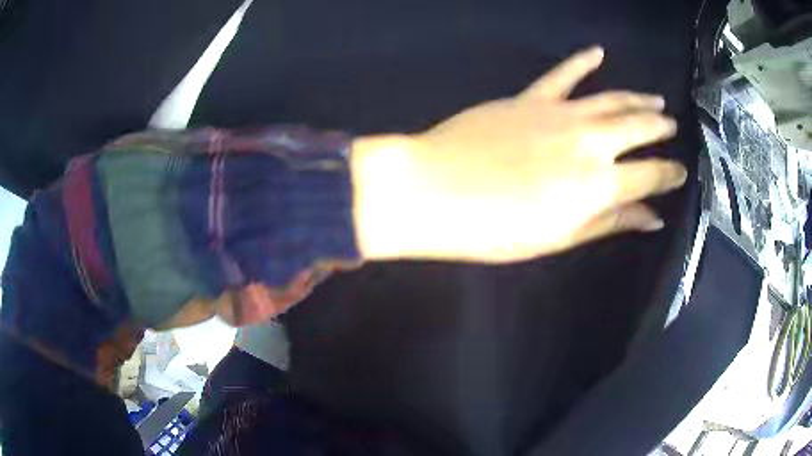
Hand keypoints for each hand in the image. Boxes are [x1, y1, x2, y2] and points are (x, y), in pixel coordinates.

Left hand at [353, 47, 686, 262]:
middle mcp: (589, 142)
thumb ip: (609, 221)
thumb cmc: (495, 229)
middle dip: (660, 129)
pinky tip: (598, 52)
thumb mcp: (560, 236)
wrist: (433, 191)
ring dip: (637, 99)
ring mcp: (559, 113)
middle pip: (638, 129)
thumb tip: (650, 218)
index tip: (682, 172)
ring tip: (656, 100)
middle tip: (672, 128)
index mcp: (599, 184)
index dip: (670, 174)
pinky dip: (582, 62)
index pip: (651, 175)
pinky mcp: (530, 98)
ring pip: (611, 100)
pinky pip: (563, 75)